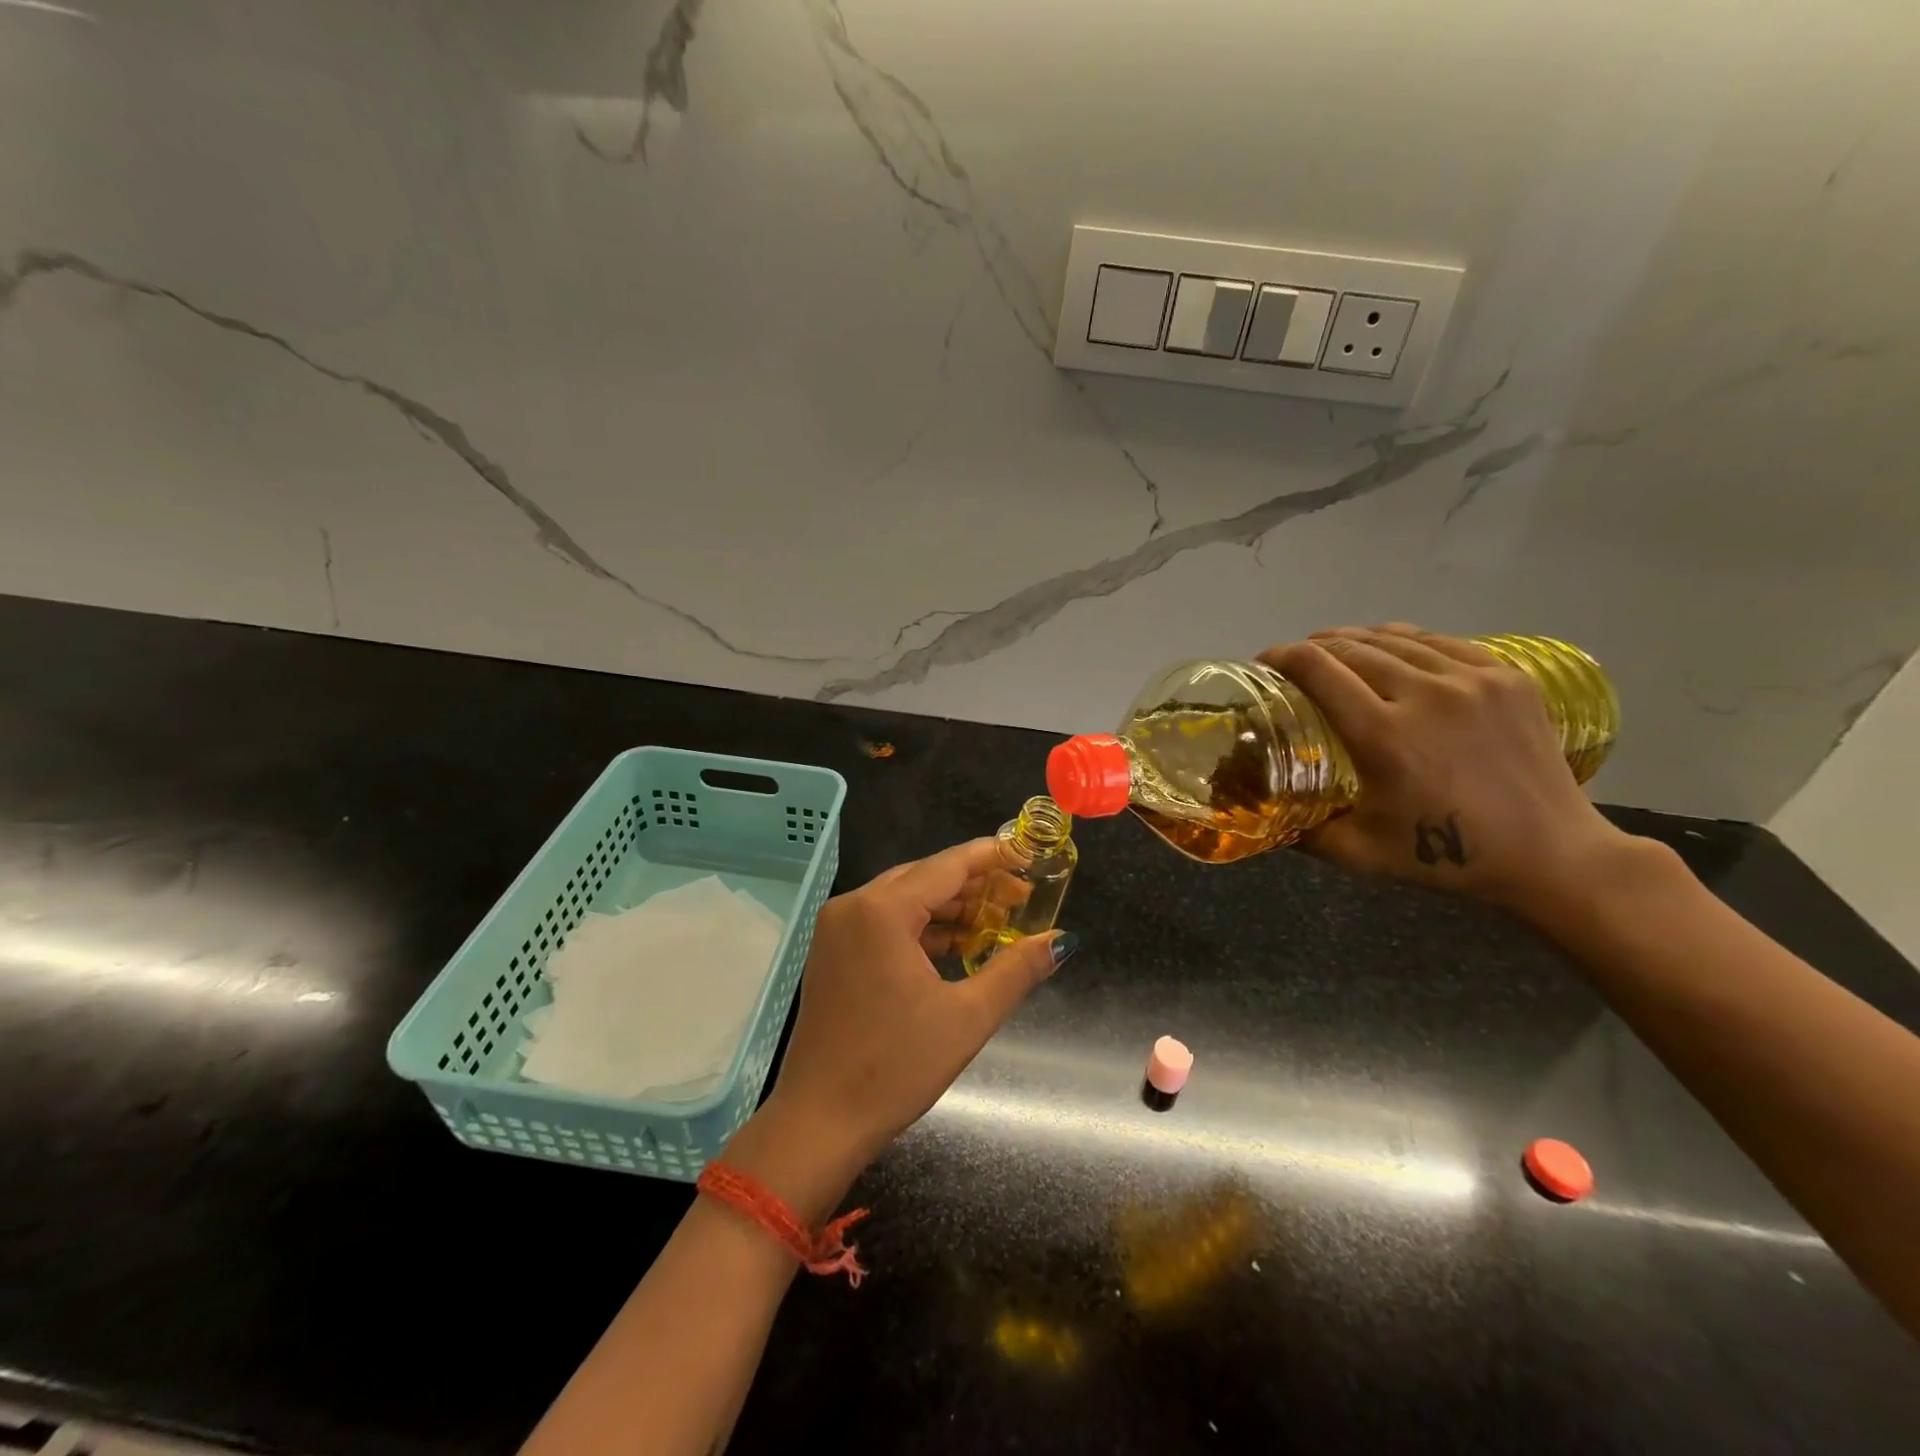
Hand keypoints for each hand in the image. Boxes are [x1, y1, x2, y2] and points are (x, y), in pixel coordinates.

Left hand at [724, 840, 1072, 1218]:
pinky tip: (956, 945)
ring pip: (904, 899)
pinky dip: (921, 928)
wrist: (819, 1121)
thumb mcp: (967, 1017)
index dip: (992, 858)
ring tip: (996, 922)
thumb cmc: (895, 1067)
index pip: (947, 866)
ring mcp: (837, 928)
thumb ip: (1016, 969)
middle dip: (974, 885)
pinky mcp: (832, 952)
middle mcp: (853, 906)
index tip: (1028, 855)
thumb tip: (1061, 940)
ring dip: (948, 908)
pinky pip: (884, 922)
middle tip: (1021, 898)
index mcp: (881, 910)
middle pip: (925, 877)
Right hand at [1258, 625, 1632, 916]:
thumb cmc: (1447, 859)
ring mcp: (1472, 679)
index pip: (1317, 668)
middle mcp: (1425, 693)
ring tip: (1336, 652)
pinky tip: (1392, 651)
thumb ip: (1301, 832)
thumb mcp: (1359, 854)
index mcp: (1384, 734)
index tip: (1263, 664)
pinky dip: (1404, 641)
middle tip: (1295, 666)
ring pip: (1395, 637)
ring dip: (1354, 641)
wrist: (1552, 856)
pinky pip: (1440, 641)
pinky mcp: (1506, 676)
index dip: (1280, 657)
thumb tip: (1261, 814)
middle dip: (1312, 649)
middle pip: (1350, 647)